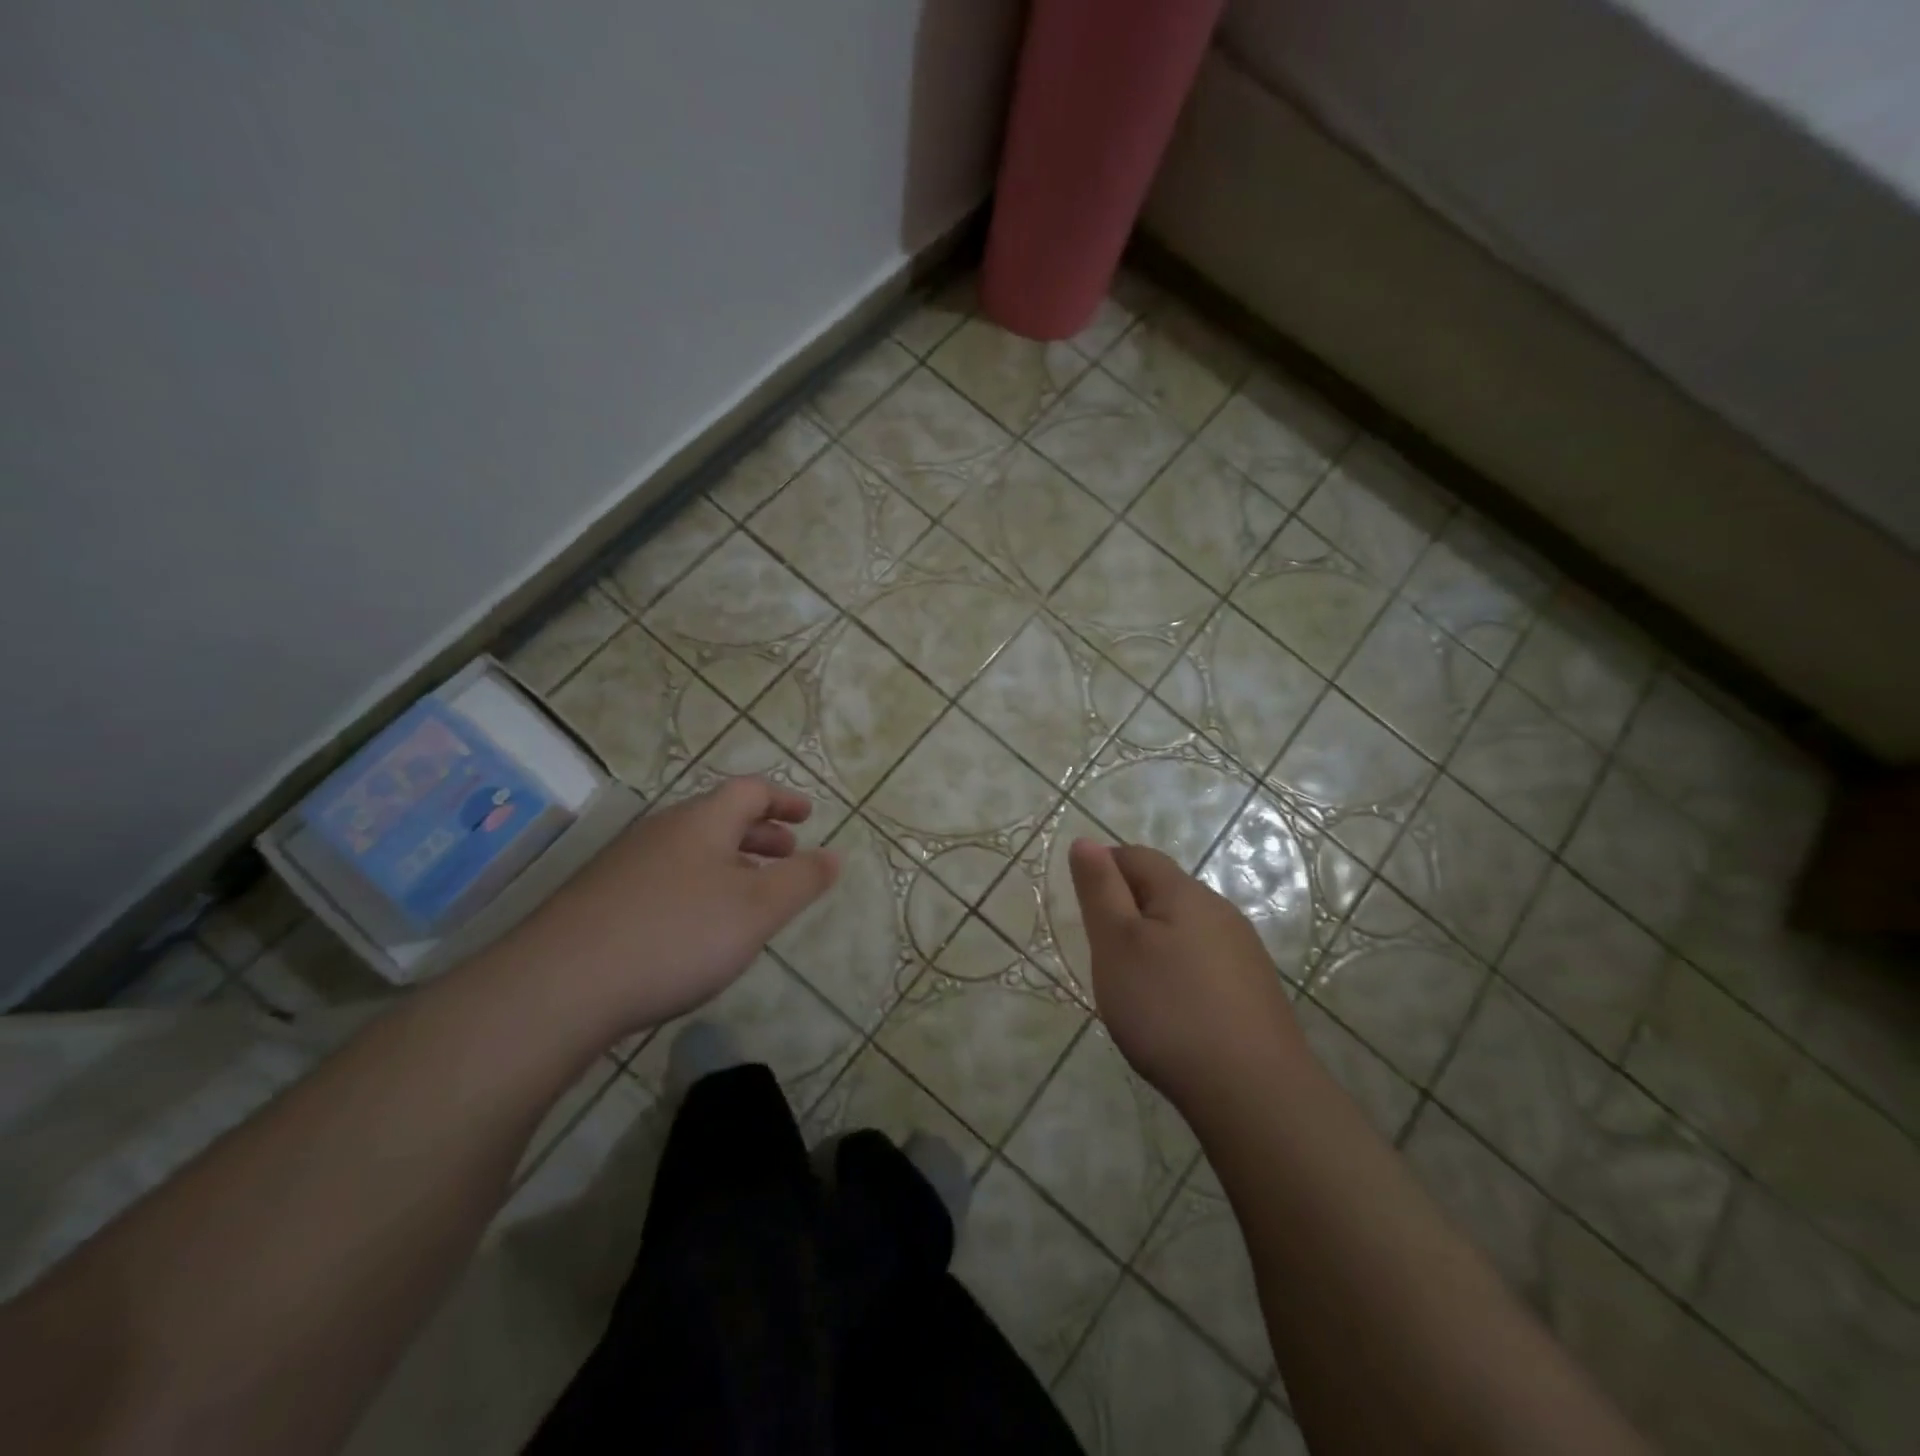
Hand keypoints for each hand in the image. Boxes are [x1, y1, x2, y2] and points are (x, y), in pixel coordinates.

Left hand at [503, 778, 838, 1040]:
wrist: (561, 985)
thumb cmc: (677, 935)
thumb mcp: (758, 909)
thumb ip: (802, 880)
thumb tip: (835, 855)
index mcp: (702, 821)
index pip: (750, 791)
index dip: (783, 799)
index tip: (807, 816)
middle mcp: (662, 831)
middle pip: (719, 818)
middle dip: (760, 833)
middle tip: (787, 853)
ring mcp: (625, 864)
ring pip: (691, 850)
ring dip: (729, 862)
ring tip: (749, 894)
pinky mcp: (600, 900)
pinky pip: (665, 877)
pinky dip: (698, 886)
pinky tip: (697, 928)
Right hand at [1068, 838, 1301, 1108]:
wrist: (1253, 1091)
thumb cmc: (1168, 1009)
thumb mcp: (1117, 944)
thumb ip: (1100, 889)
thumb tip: (1086, 841)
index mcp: (1184, 893)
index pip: (1136, 857)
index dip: (1103, 868)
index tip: (1083, 907)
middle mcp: (1220, 911)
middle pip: (1163, 890)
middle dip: (1127, 908)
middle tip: (1101, 951)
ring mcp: (1243, 952)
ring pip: (1185, 927)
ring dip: (1154, 941)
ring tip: (1133, 984)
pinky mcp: (1254, 990)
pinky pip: (1204, 962)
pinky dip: (1179, 972)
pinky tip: (1172, 1010)